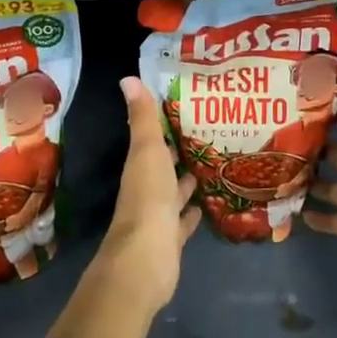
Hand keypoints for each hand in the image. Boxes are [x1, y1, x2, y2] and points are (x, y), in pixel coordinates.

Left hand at [96, 76, 199, 310]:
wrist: (145, 259)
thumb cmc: (148, 198)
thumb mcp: (147, 152)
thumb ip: (142, 119)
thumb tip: (127, 78)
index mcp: (140, 167)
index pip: (151, 142)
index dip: (164, 127)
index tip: (185, 111)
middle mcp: (146, 190)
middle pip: (163, 167)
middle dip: (179, 154)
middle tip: (205, 136)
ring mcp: (158, 217)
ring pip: (174, 193)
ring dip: (186, 182)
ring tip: (209, 166)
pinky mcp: (171, 240)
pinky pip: (182, 222)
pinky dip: (191, 213)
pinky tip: (204, 206)